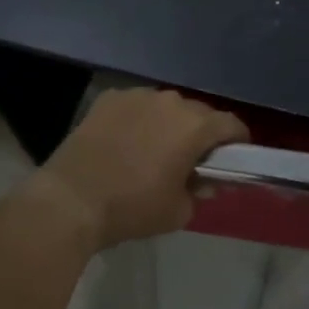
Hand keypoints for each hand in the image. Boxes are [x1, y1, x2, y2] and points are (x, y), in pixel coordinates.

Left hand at [37, 88, 247, 247]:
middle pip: (199, 112)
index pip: (231, 124)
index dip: (237, 142)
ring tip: (153, 149)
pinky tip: (124, 141)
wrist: (71, 200)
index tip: (231, 159)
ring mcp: (137, 96)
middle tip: (191, 159)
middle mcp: (170, 101)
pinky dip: (138, 119)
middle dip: (201, 133)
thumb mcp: (178, 211)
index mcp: (194, 127)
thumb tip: (204, 181)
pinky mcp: (109, 99)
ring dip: (168, 123)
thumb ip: (200, 192)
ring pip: (166, 106)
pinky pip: (136, 106)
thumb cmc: (132, 208)